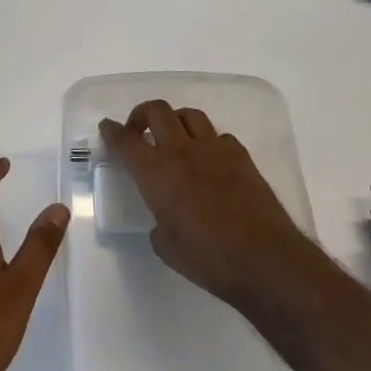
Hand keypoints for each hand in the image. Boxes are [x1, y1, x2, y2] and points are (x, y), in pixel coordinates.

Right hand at [99, 100, 313, 311]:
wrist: (264, 259)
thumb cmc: (207, 258)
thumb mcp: (166, 246)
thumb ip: (159, 224)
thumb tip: (164, 218)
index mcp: (155, 172)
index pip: (126, 141)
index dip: (112, 131)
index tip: (106, 127)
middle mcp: (182, 152)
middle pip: (157, 111)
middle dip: (142, 114)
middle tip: (138, 130)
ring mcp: (214, 150)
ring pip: (190, 115)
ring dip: (175, 120)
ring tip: (174, 137)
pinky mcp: (242, 157)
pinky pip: (219, 136)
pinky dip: (208, 142)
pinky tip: (209, 160)